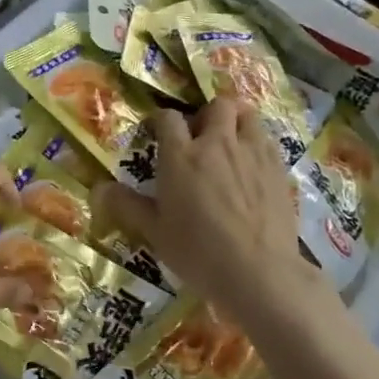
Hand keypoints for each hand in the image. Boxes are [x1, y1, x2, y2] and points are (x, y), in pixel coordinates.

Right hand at [98, 97, 329, 326]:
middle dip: (205, 115)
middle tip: (199, 138)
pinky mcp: (279, 168)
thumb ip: (127, 205)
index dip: (161, 121)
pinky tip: (251, 166)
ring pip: (248, 115)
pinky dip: (257, 143)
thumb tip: (99, 188)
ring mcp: (253, 153)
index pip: (168, 118)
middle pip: (217, 106)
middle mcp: (218, 144)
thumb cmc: (198, 253)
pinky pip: (268, 139)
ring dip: (236, 121)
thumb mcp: (155, 232)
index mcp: (181, 156)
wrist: (259, 273)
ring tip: (229, 142)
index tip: (157, 135)